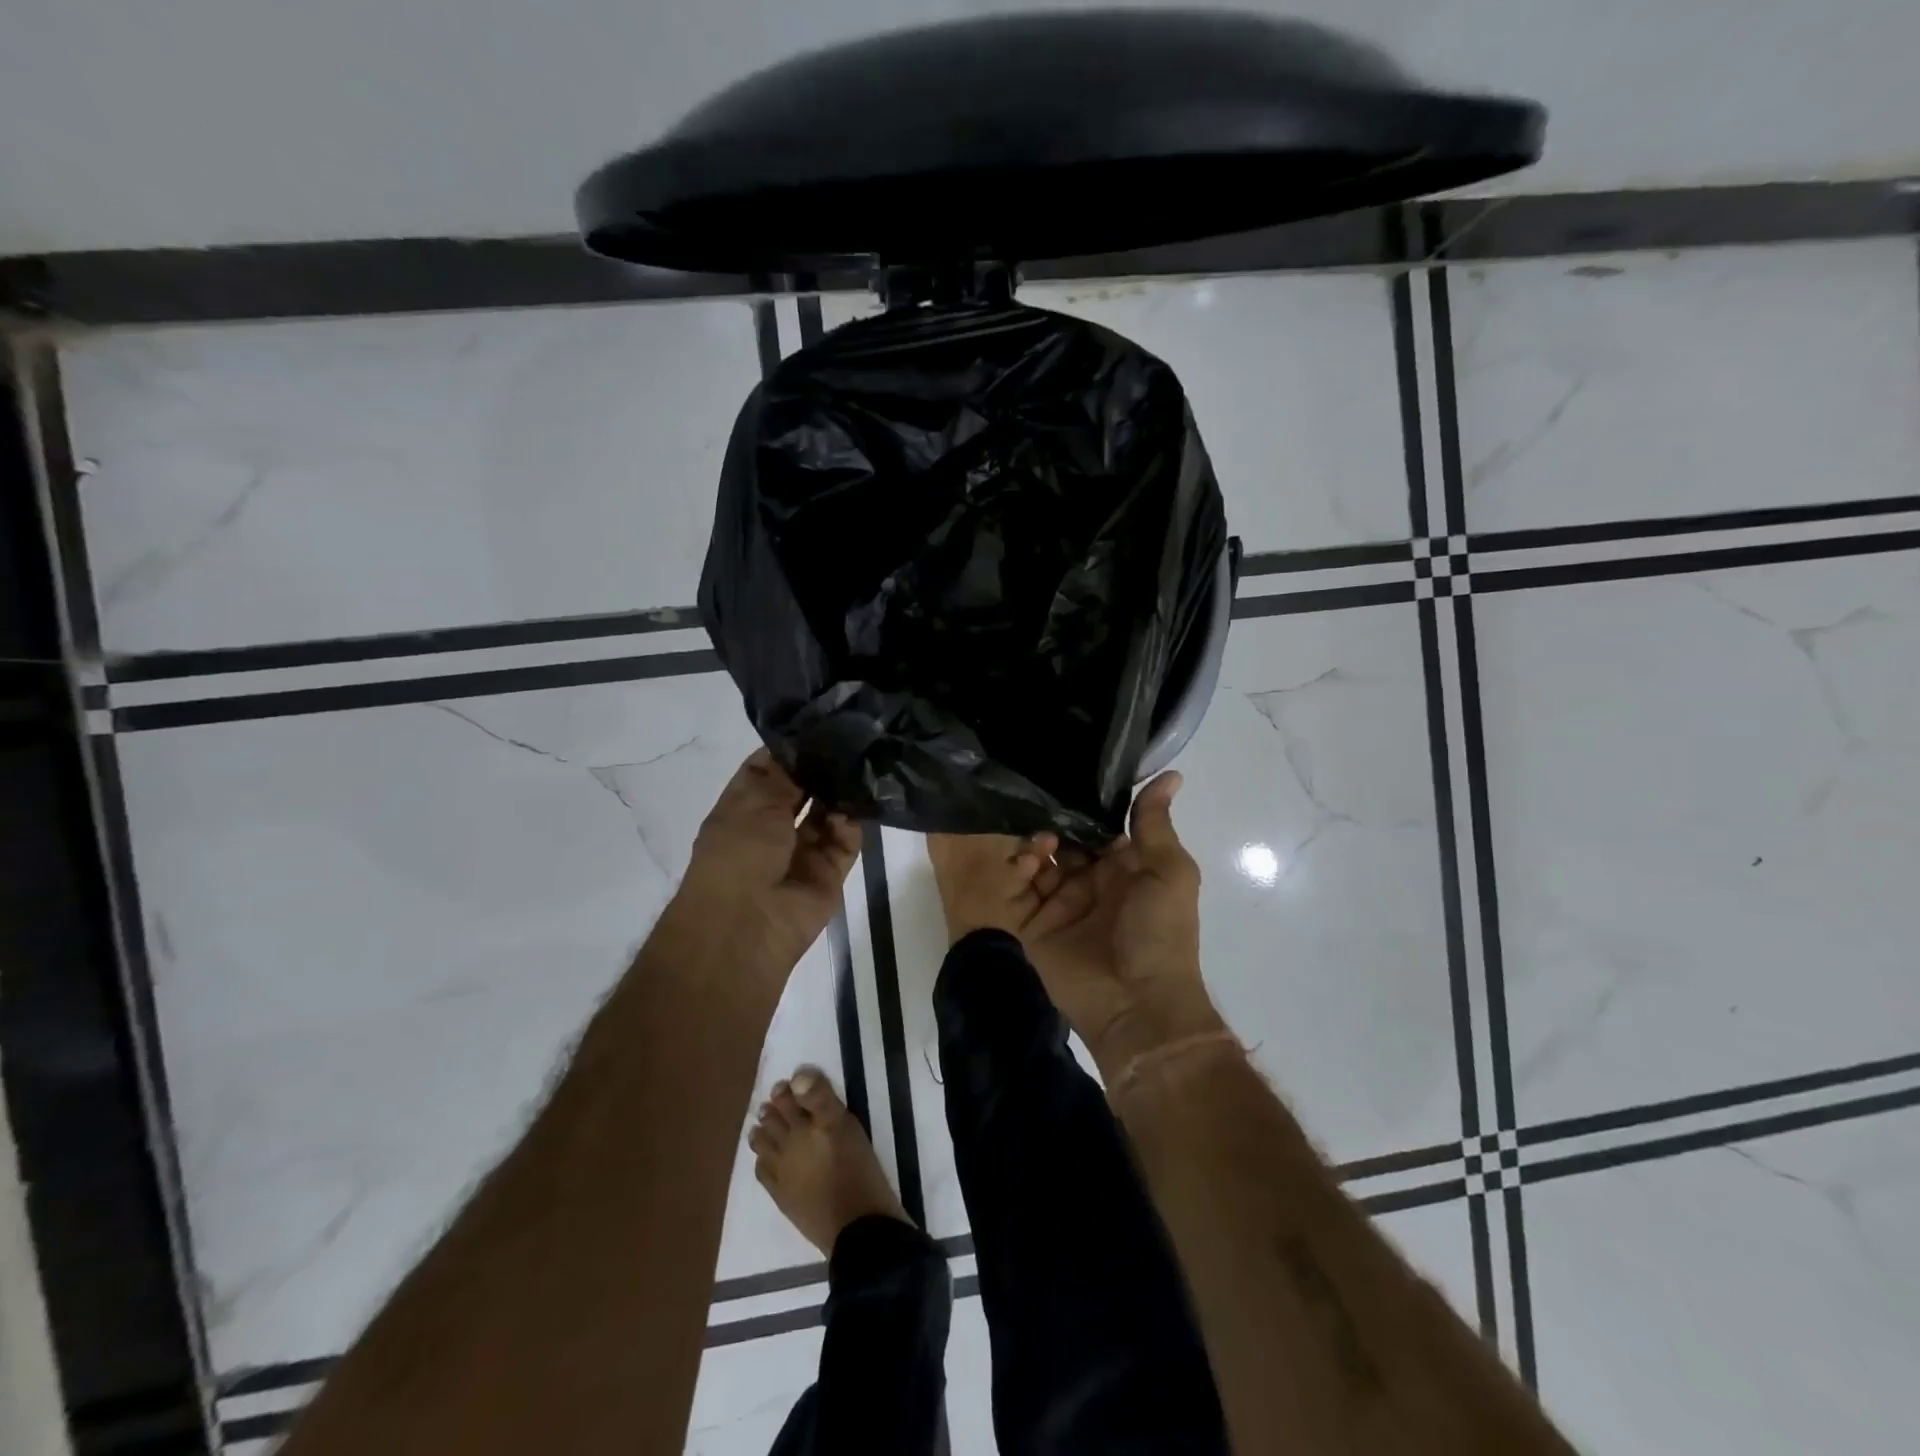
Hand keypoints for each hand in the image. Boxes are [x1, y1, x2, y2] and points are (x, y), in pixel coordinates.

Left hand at [672, 749, 860, 983]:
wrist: (746, 926)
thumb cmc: (738, 854)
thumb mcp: (756, 803)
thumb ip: (786, 775)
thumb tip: (806, 747)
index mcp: (744, 808)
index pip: (768, 769)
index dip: (789, 748)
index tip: (818, 723)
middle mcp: (772, 827)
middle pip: (802, 790)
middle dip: (821, 769)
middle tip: (851, 738)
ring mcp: (802, 850)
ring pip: (828, 812)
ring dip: (839, 793)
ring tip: (860, 764)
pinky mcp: (829, 871)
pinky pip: (845, 840)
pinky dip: (850, 822)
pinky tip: (854, 805)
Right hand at [926, 773, 1223, 1075]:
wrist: (1136, 1004)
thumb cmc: (1160, 933)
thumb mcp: (1169, 872)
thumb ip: (1155, 825)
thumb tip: (1171, 774)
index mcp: (1123, 866)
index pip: (1097, 825)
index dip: (1082, 803)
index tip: (1062, 772)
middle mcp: (1090, 880)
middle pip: (1063, 839)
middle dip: (1051, 820)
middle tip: (1034, 799)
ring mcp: (1060, 902)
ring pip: (1038, 860)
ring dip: (1034, 843)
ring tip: (1037, 840)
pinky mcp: (1034, 923)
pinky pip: (1018, 890)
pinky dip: (1017, 872)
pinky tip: (1025, 863)